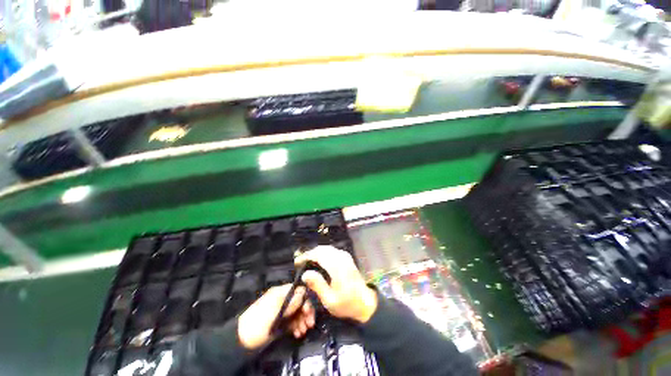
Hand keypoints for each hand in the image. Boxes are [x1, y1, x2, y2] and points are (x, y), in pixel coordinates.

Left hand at [237, 284, 315, 349]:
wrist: (240, 341)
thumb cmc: (257, 323)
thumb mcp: (273, 312)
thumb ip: (289, 302)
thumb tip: (303, 292)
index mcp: (280, 293)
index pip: (297, 290)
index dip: (305, 298)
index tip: (308, 311)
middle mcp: (282, 299)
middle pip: (299, 301)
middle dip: (305, 311)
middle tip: (310, 323)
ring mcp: (281, 311)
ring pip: (297, 312)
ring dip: (302, 320)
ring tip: (303, 331)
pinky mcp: (280, 322)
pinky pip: (292, 321)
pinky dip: (297, 326)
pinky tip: (298, 333)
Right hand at [295, 246, 377, 323]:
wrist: (365, 302)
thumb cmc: (346, 304)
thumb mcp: (329, 300)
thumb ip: (317, 285)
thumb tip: (305, 273)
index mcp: (337, 267)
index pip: (319, 255)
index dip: (306, 256)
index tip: (297, 262)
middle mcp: (342, 258)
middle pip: (322, 249)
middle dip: (310, 253)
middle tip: (301, 262)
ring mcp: (345, 256)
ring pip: (327, 248)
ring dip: (316, 252)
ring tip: (307, 261)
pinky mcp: (347, 257)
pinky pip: (332, 250)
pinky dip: (323, 253)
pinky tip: (319, 260)